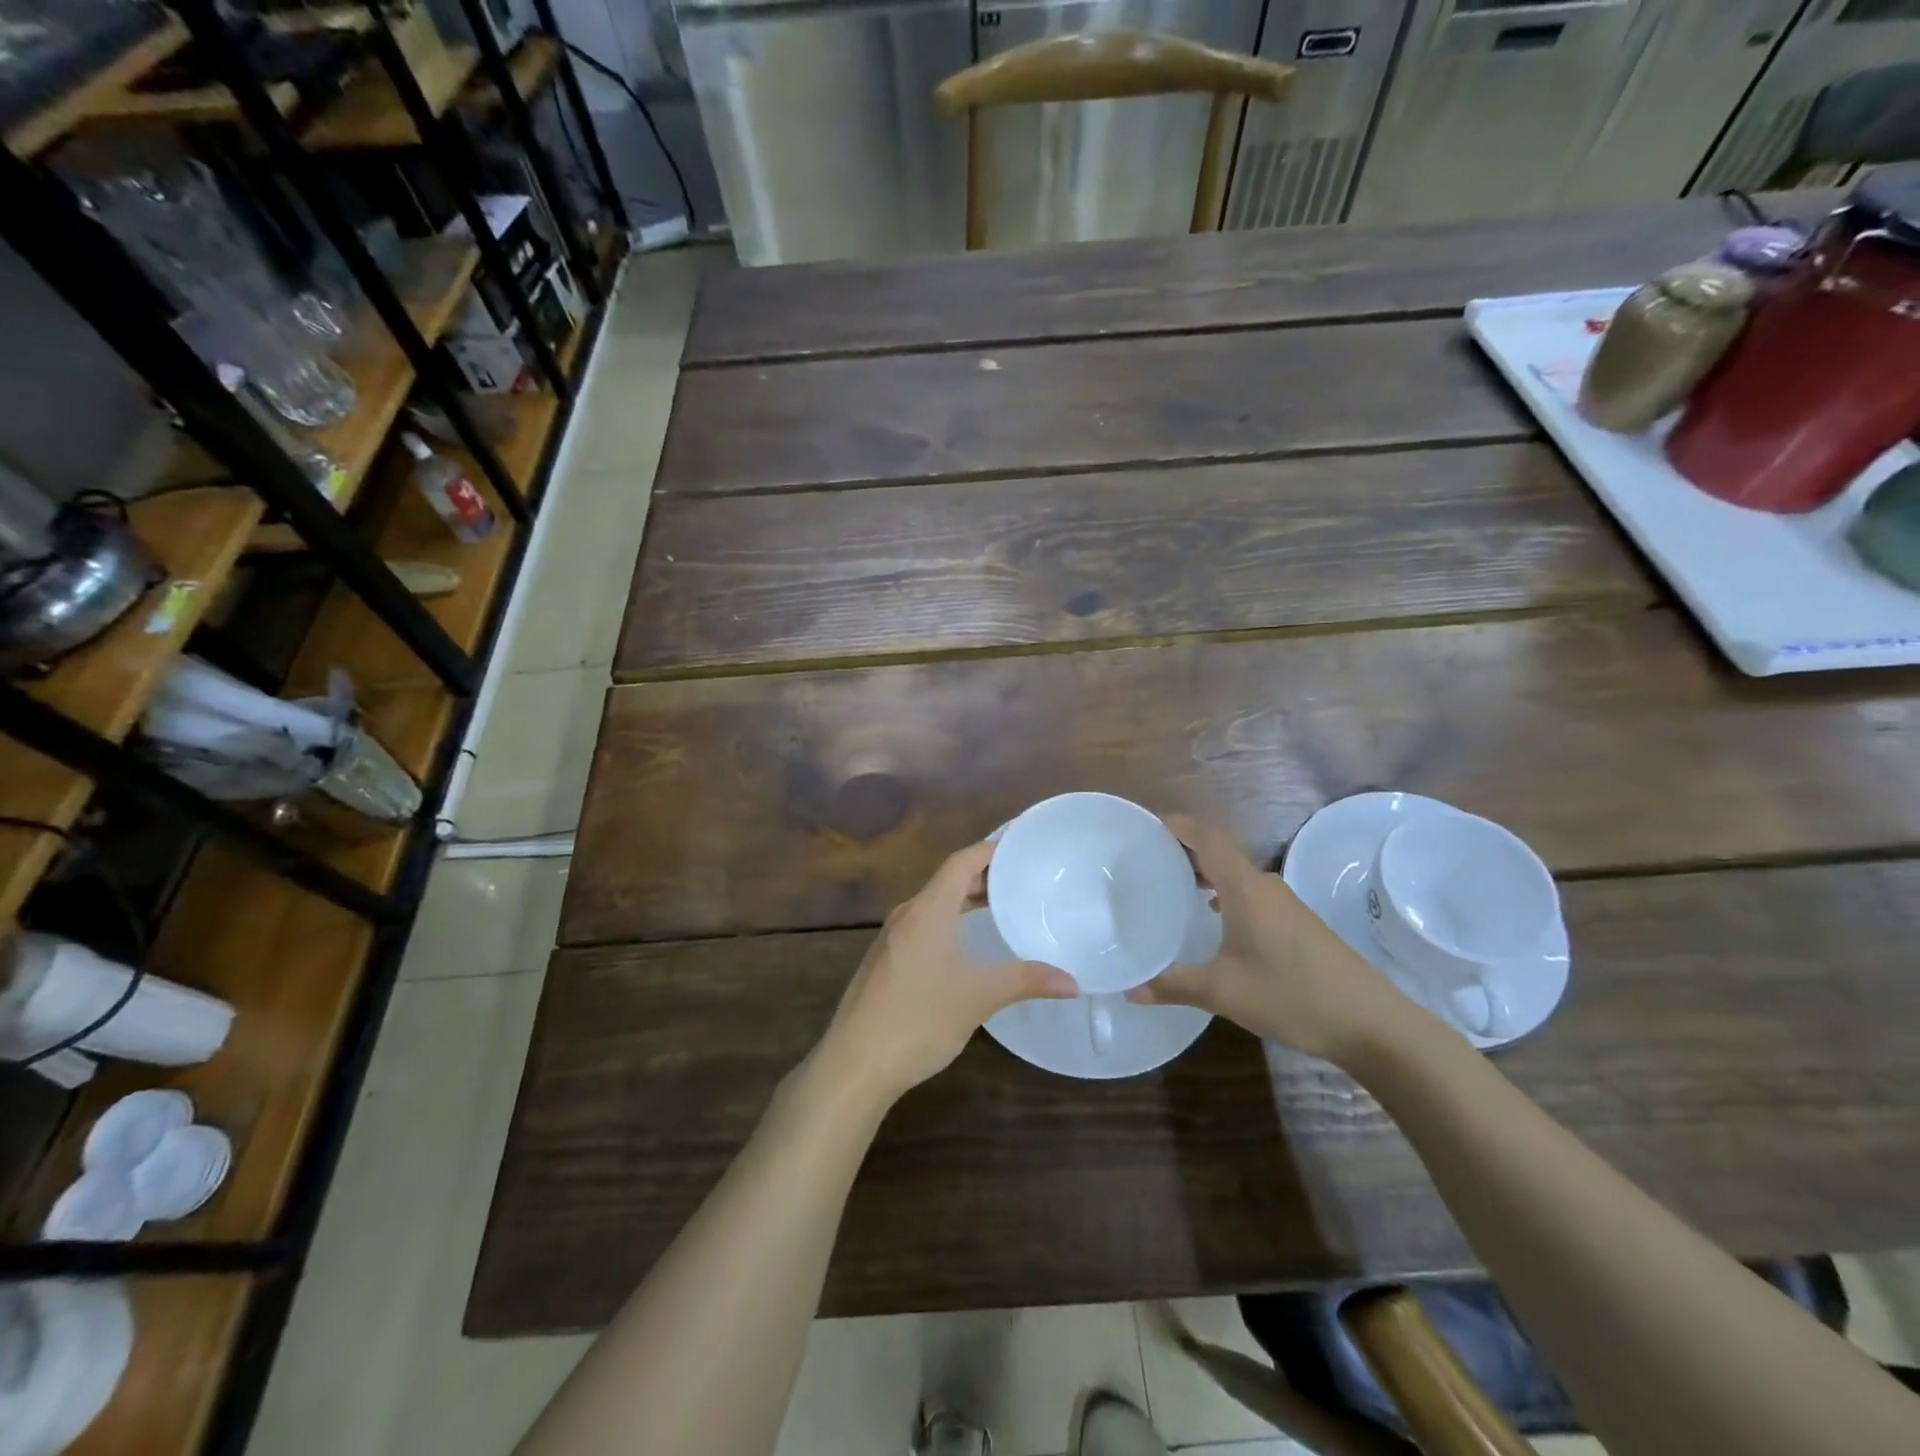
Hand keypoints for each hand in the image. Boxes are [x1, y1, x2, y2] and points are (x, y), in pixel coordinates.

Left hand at [815, 840, 1077, 1104]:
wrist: (855, 1063)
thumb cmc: (920, 1018)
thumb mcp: (979, 997)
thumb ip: (1026, 981)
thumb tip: (1073, 982)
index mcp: (927, 910)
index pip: (961, 862)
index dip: (989, 850)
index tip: (1019, 848)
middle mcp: (906, 915)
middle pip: (947, 882)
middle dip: (982, 878)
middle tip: (1020, 880)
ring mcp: (890, 939)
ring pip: (933, 907)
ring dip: (964, 902)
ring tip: (999, 908)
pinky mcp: (884, 963)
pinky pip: (922, 928)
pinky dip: (948, 924)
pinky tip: (964, 949)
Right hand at [1127, 816, 1403, 1064]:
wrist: (1373, 1023)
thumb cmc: (1292, 996)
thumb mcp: (1223, 992)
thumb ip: (1173, 985)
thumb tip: (1129, 989)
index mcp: (1245, 888)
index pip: (1208, 837)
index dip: (1178, 825)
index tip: (1146, 826)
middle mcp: (1265, 886)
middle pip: (1220, 851)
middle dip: (1184, 849)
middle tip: (1148, 860)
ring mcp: (1285, 904)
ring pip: (1237, 873)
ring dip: (1207, 872)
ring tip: (1174, 887)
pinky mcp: (1298, 923)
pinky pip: (1251, 892)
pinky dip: (1225, 892)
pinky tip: (1214, 920)